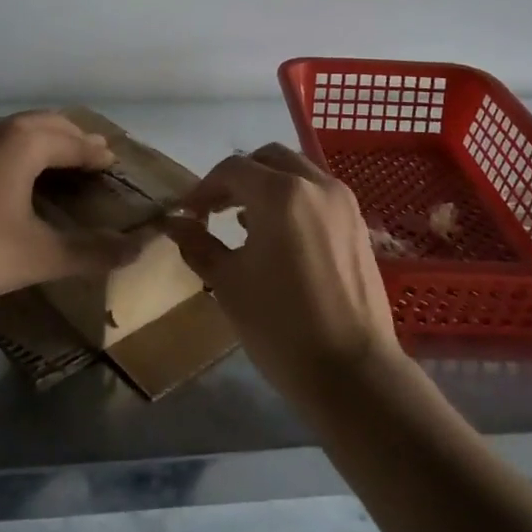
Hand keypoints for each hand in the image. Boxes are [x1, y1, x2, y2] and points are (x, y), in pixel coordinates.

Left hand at [0, 111, 143, 304]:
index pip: (74, 142)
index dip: (98, 154)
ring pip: (16, 130)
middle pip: (46, 124)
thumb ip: (90, 252)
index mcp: (25, 142)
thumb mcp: (38, 255)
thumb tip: (138, 249)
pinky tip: (9, 175)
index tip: (115, 161)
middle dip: (73, 138)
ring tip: (56, 160)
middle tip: (93, 154)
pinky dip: (16, 150)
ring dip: (43, 141)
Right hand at [164, 143, 402, 404]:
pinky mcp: (357, 223)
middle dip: (237, 177)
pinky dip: (293, 199)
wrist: (352, 372)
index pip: (232, 170)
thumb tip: (174, 224)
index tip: (187, 213)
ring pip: (296, 172)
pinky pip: (317, 194)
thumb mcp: (228, 283)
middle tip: (214, 209)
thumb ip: (198, 244)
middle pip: (268, 159)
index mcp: (280, 193)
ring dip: (267, 185)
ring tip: (242, 222)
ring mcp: (342, 202)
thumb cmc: (280, 326)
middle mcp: (315, 184)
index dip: (203, 188)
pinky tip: (278, 235)